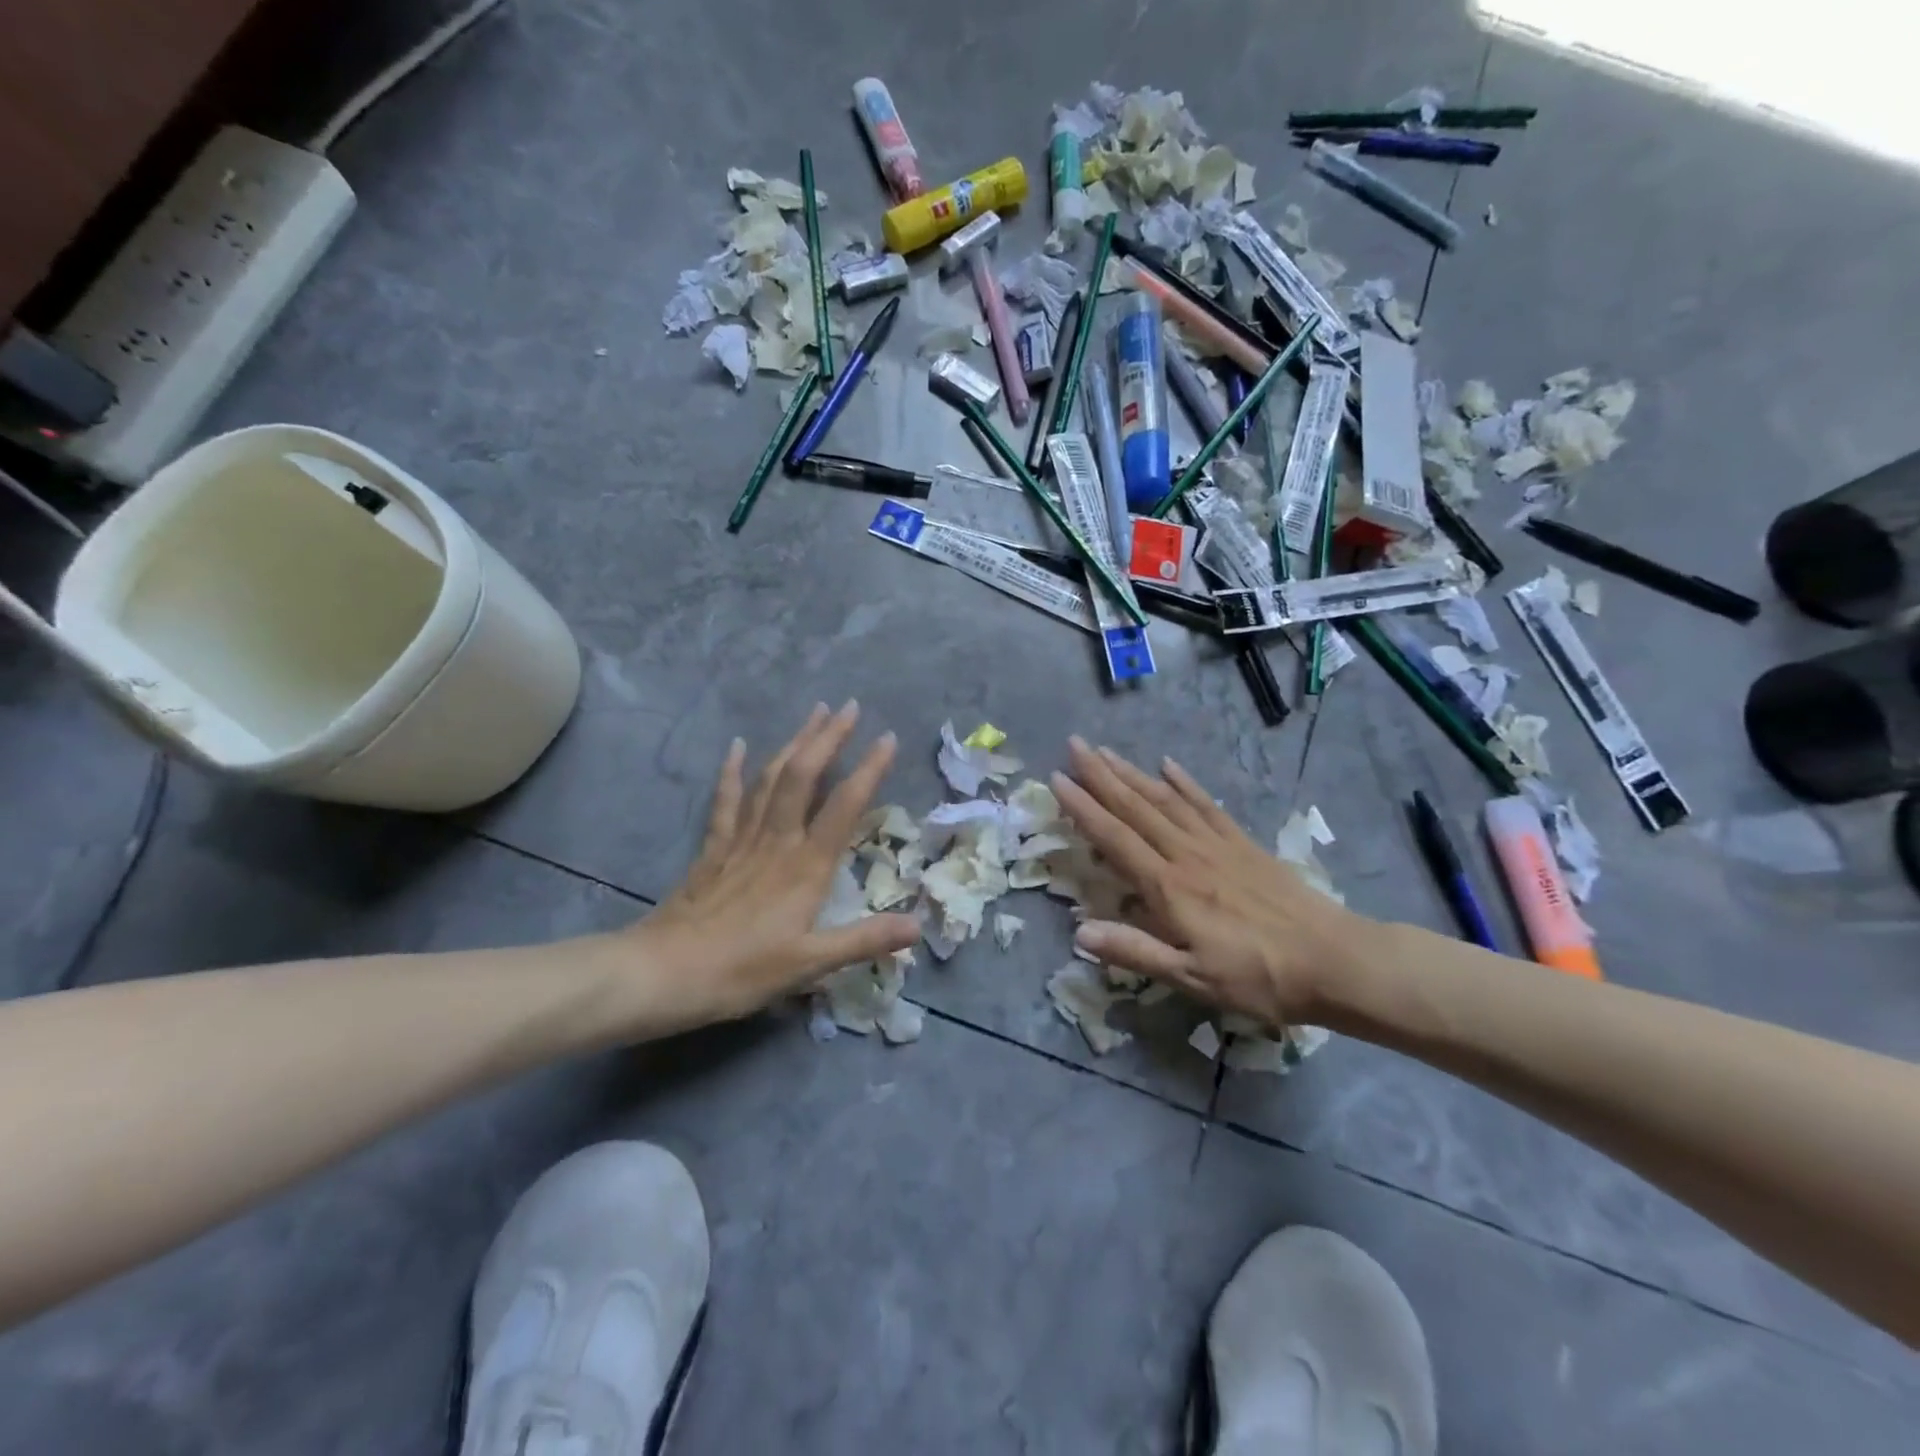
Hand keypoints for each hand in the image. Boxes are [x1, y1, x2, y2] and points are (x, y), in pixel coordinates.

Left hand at [618, 702, 918, 1032]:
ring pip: (771, 779)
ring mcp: (741, 840)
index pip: (844, 806)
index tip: (888, 737)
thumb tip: (917, 925)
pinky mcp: (714, 848)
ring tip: (813, 714)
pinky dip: (733, 771)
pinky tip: (739, 745)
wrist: (663, 973)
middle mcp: (777, 841)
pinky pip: (727, 800)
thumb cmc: (741, 971)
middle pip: (804, 777)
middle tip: (848, 706)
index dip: (869, 770)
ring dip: (794, 743)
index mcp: (805, 867)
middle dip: (827, 738)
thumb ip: (865, 940)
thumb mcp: (810, 964)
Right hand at [1050, 738, 1371, 1028]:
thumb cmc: (1258, 976)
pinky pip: (1206, 805)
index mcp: (1168, 887)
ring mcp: (1217, 844)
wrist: (1334, 960)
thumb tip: (1079, 933)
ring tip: (1106, 750)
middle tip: (1074, 744)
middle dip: (1101, 775)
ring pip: (1165, 799)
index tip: (1057, 778)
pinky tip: (1168, 765)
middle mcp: (1186, 855)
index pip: (1115, 838)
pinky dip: (1185, 783)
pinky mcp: (1242, 844)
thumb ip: (1135, 951)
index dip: (1084, 808)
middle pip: (1136, 808)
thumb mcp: (1192, 977)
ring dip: (1132, 773)